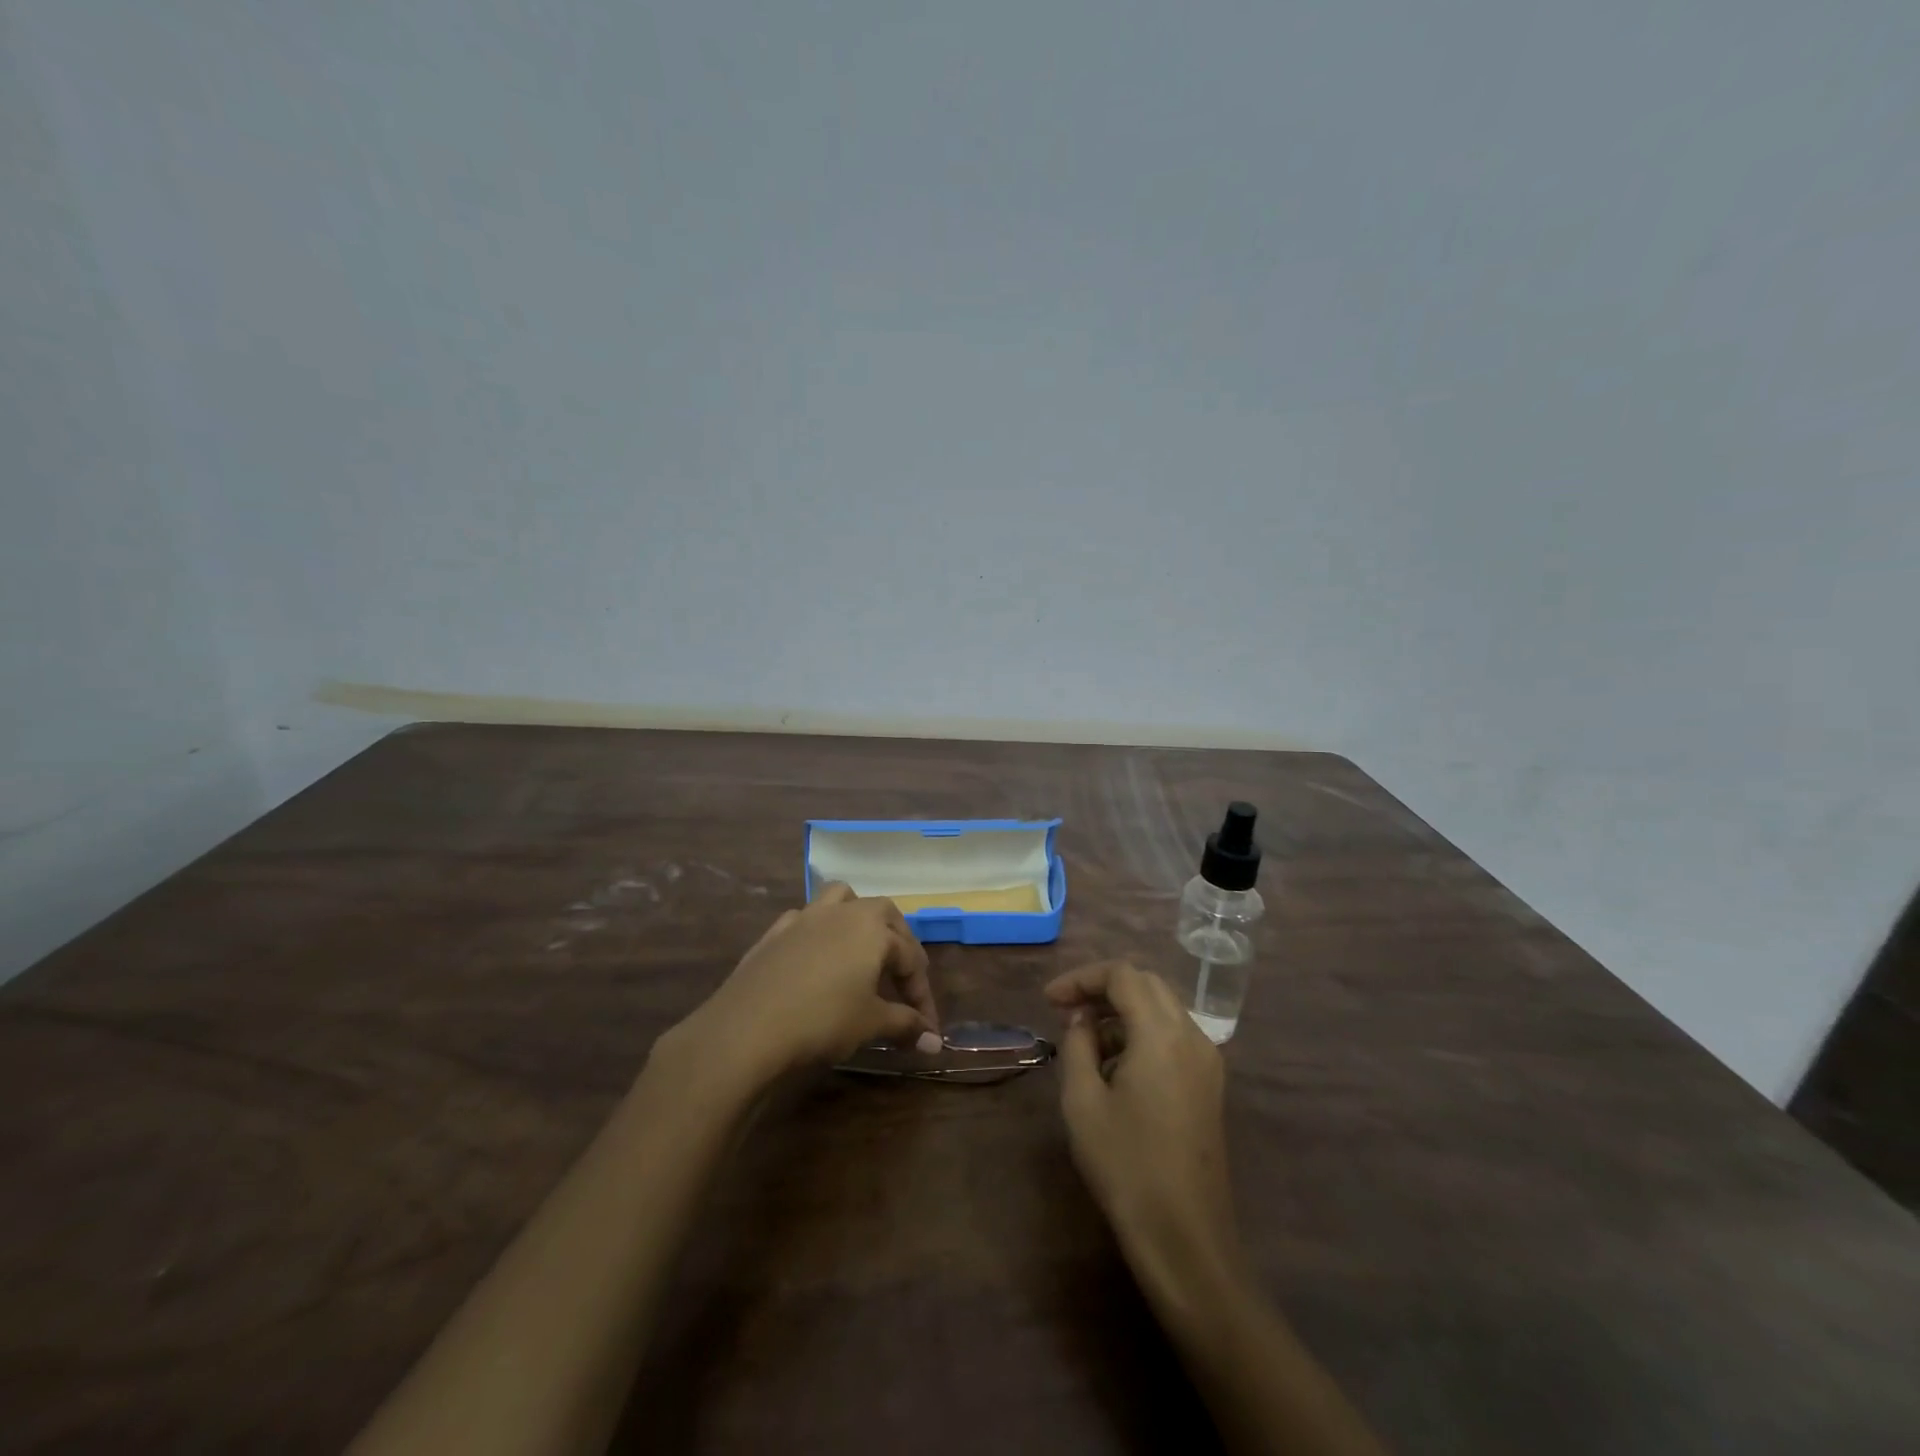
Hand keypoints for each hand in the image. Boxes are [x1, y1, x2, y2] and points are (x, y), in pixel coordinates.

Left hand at [667, 883, 940, 1088]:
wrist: (747, 1028)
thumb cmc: (822, 1021)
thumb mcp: (871, 1024)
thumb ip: (906, 1026)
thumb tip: (934, 1043)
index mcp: (874, 928)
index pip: (912, 958)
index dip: (923, 996)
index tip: (927, 1030)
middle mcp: (843, 912)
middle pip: (883, 915)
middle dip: (899, 944)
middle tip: (902, 979)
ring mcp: (805, 917)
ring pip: (841, 899)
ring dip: (858, 919)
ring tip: (861, 950)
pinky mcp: (775, 932)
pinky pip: (805, 920)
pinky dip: (818, 933)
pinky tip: (816, 960)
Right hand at [1048, 961, 1239, 1292]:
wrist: (1184, 1236)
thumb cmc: (1126, 1165)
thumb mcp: (1083, 1102)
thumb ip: (1077, 1046)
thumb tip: (1082, 1021)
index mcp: (1162, 1034)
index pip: (1122, 975)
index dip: (1082, 978)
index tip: (1049, 1001)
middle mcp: (1192, 1036)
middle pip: (1146, 984)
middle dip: (1103, 989)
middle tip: (1066, 1010)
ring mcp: (1207, 1061)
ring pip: (1162, 1009)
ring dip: (1123, 1012)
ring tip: (1085, 1042)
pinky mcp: (1209, 1085)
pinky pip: (1174, 1036)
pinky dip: (1142, 1034)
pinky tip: (1115, 1067)